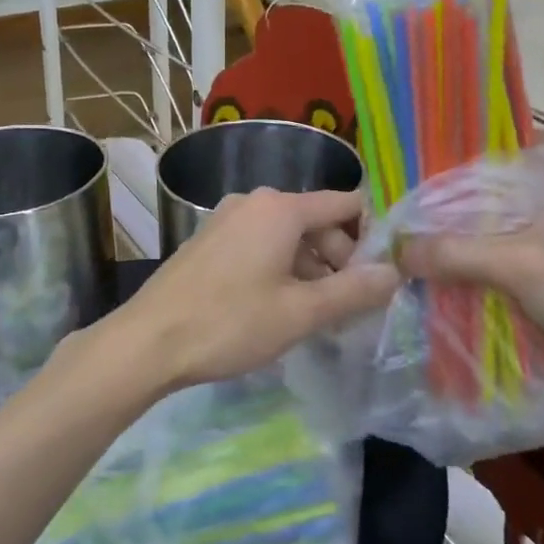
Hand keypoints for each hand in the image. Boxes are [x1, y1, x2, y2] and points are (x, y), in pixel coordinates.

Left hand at [115, 188, 398, 390]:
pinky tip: (280, 308)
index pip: (344, 204)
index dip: (371, 235)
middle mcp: (253, 202)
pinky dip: (280, 269)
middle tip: (350, 307)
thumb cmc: (230, 322)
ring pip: (287, 236)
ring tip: (319, 315)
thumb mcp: (300, 312)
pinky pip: (260, 245)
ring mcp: (226, 219)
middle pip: (315, 221)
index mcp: (280, 208)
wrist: (148, 340)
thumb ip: (353, 291)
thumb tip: (395, 272)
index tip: (384, 273)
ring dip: (310, 269)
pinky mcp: (209, 241)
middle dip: (339, 259)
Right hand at [397, 136, 543, 423]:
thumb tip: (396, 251)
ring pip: (513, 224)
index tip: (431, 161)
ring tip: (428, 241)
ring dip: (477, 235)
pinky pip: (523, 256)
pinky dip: (494, 263)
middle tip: (416, 206)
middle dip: (464, 197)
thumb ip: (454, 254)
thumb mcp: (518, 267)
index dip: (475, 147)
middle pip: (507, 186)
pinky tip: (462, 277)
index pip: (516, 141)